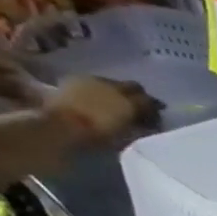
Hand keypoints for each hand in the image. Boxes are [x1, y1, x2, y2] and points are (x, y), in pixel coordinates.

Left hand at [44, 76, 161, 144]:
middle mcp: (115, 87)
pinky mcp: (76, 79)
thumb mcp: (125, 136)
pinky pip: (95, 82)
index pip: (149, 102)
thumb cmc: (97, 136)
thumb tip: (148, 124)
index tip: (155, 119)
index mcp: (130, 103)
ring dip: (118, 91)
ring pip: (114, 83)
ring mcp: (94, 81)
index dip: (154, 110)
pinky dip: (100, 90)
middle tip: (139, 107)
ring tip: (116, 103)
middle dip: (138, 95)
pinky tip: (97, 98)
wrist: (61, 125)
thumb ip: (138, 127)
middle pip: (133, 86)